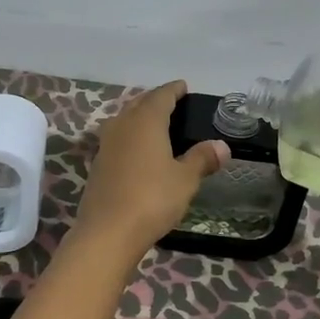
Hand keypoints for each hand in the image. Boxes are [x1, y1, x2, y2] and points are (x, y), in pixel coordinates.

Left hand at [75, 81, 227, 250]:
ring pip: (124, 119)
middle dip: (155, 99)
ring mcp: (106, 144)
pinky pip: (116, 138)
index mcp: (146, 121)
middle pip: (139, 103)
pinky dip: (129, 135)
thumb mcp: (185, 179)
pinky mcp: (98, 163)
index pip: (161, 96)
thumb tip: (221, 146)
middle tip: (172, 103)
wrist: (108, 231)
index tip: (183, 87)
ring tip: (154, 123)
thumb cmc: (152, 199)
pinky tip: (137, 149)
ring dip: (138, 116)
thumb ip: (201, 159)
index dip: (173, 90)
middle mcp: (123, 125)